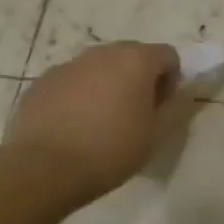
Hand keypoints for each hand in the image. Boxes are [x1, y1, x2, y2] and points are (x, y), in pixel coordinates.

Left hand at [6, 42, 194, 204]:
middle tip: (136, 113)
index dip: (171, 80)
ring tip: (102, 121)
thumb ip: (176, 107)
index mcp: (136, 60)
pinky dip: (79, 95)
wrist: (42, 170)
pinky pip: (71, 82)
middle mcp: (102, 53)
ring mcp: (67, 66)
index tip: (161, 108)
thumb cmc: (111, 149)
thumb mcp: (157, 134)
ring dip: (108, 85)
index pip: (168, 55)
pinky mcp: (40, 83)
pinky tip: (74, 127)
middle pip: (132, 55)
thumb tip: (183, 93)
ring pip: (99, 68)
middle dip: (139, 78)